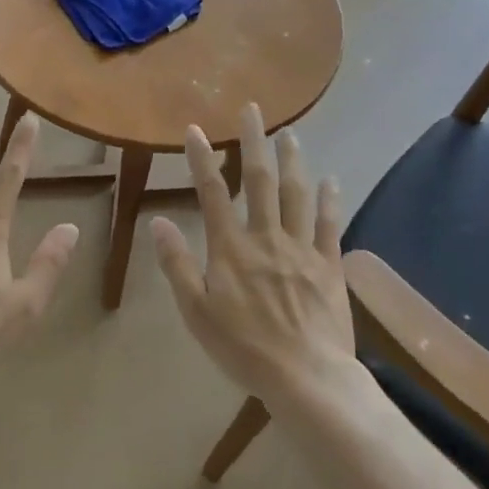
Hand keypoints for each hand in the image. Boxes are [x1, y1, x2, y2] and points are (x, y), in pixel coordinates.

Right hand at [152, 103, 353, 403]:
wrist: (308, 379)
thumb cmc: (244, 348)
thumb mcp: (196, 312)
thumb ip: (177, 264)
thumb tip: (158, 221)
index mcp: (231, 247)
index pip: (212, 192)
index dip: (202, 158)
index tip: (195, 129)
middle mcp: (266, 236)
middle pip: (259, 180)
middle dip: (253, 142)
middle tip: (253, 110)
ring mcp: (301, 249)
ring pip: (296, 194)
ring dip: (292, 160)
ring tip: (289, 133)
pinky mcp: (329, 266)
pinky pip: (330, 225)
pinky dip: (330, 200)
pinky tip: (330, 180)